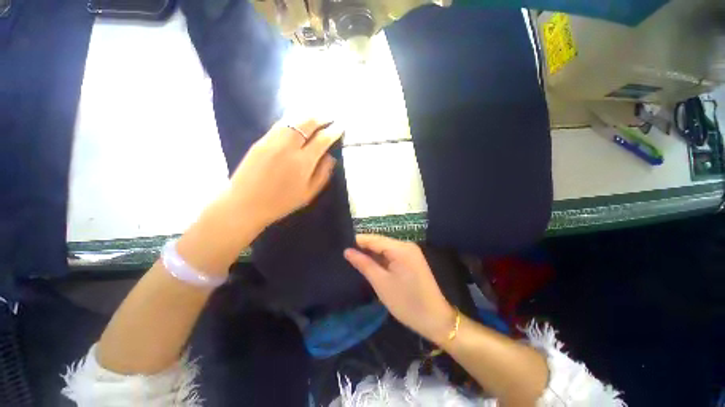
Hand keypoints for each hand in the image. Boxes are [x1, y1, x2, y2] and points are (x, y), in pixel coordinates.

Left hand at [227, 118, 342, 228]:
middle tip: (330, 117)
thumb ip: (323, 173)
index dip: (333, 131)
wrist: (245, 204)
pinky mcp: (260, 141)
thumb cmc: (282, 202)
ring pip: (292, 120)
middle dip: (321, 117)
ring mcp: (272, 141)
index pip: (322, 139)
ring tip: (316, 116)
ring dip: (307, 116)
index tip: (340, 127)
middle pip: (307, 123)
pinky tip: (297, 121)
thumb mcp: (309, 193)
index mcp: (302, 162)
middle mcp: (288, 146)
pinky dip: (293, 120)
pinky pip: (280, 125)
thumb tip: (331, 157)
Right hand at [344, 234, 456, 343]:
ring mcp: (411, 252)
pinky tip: (371, 263)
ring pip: (386, 249)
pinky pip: (393, 255)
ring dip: (372, 254)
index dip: (358, 241)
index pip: (374, 239)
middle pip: (380, 242)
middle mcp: (407, 245)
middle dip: (364, 247)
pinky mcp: (412, 260)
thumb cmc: (406, 302)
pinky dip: (382, 259)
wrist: (435, 319)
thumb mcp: (381, 283)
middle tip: (346, 253)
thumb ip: (364, 264)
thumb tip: (347, 251)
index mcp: (401, 248)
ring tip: (354, 257)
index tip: (341, 244)